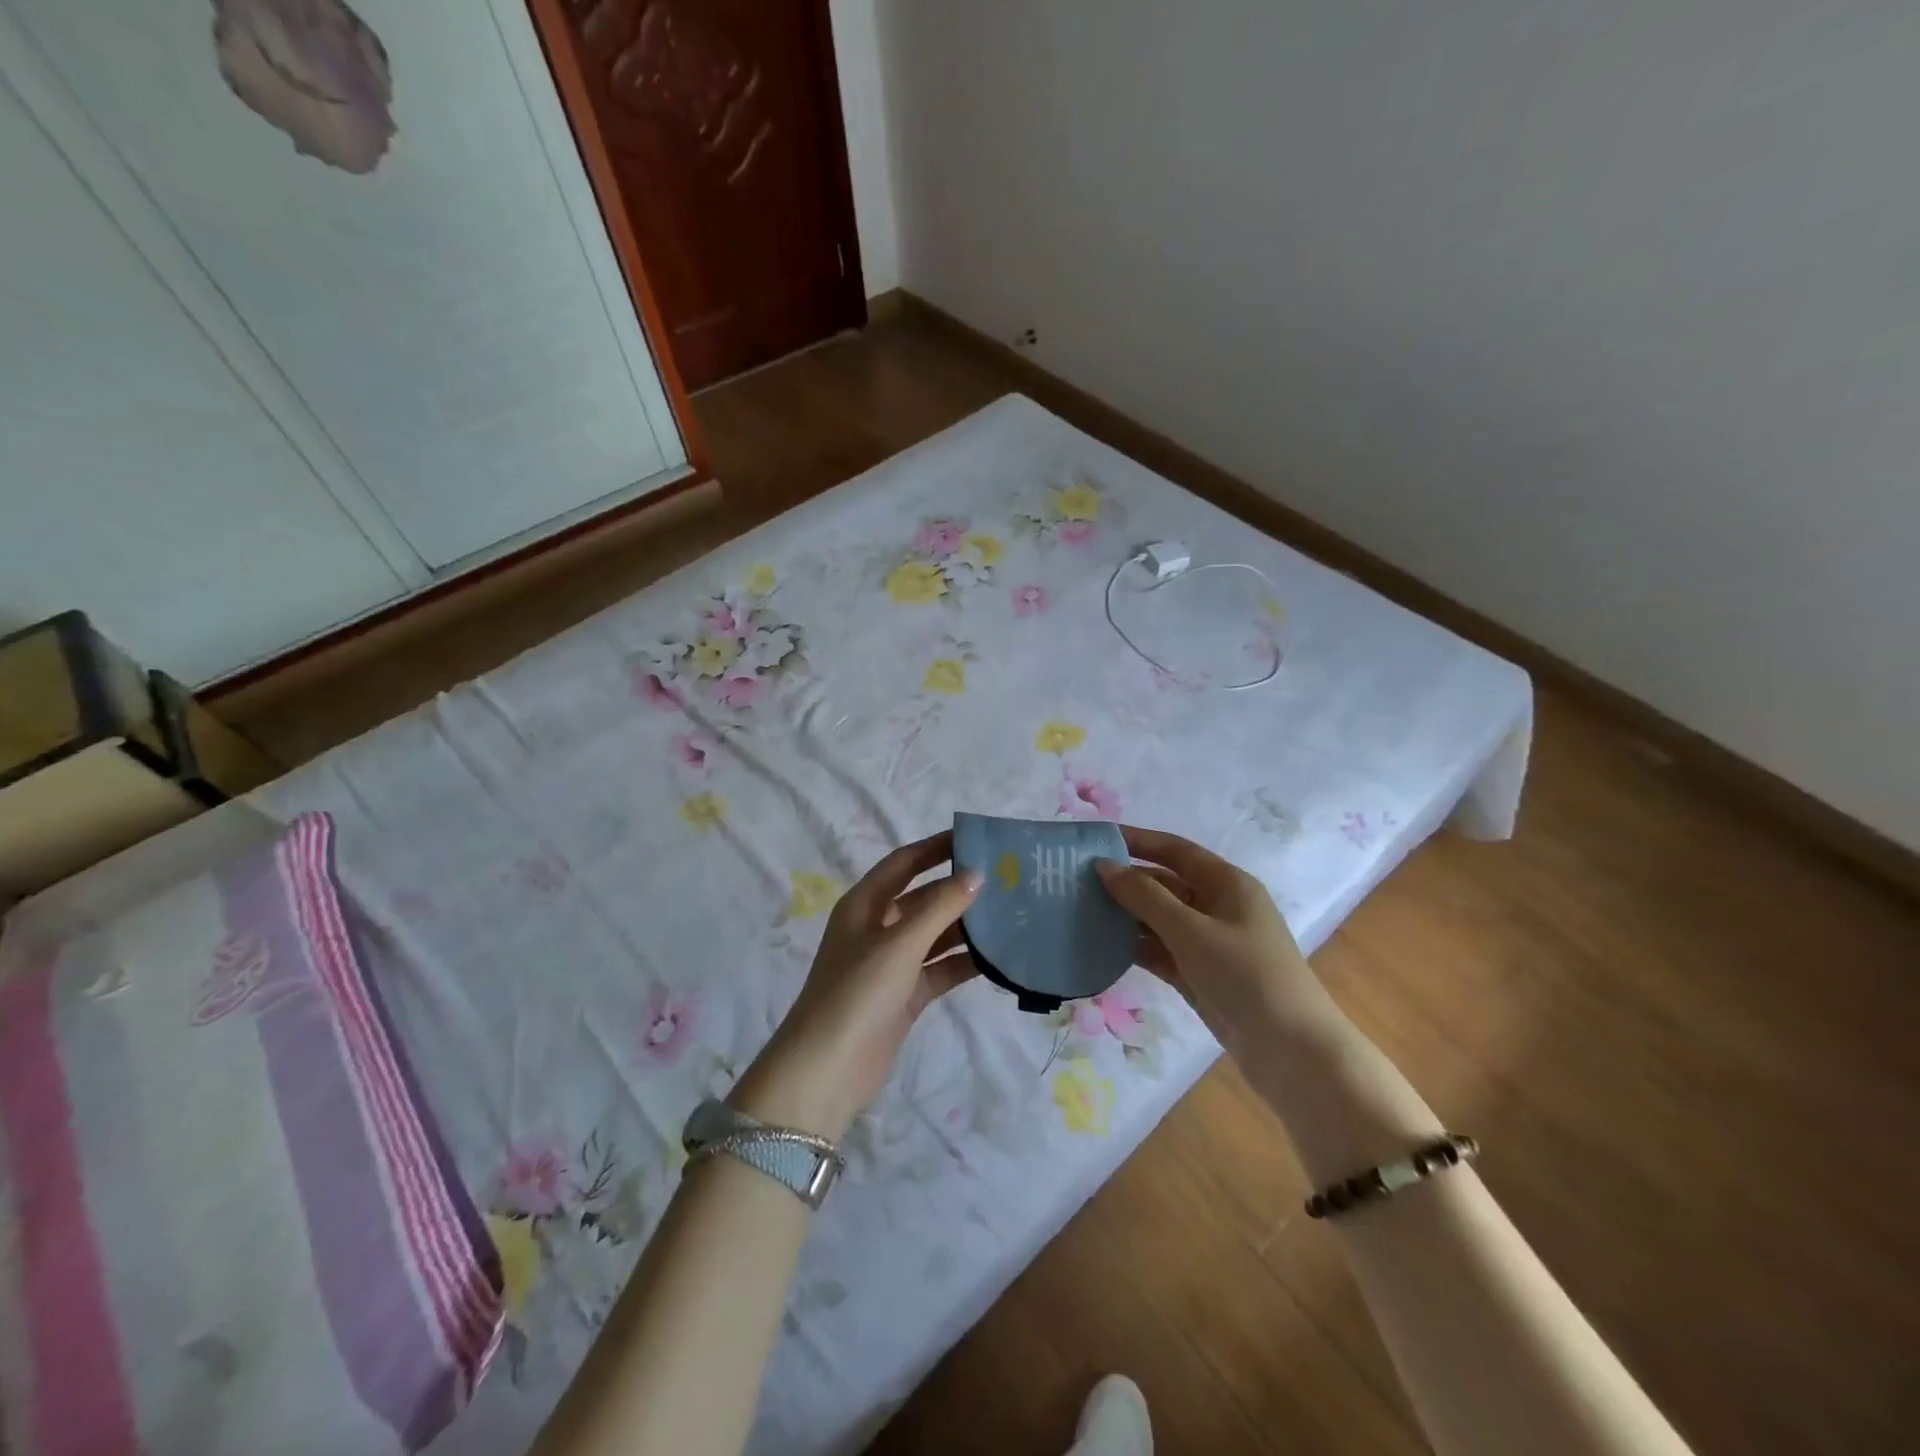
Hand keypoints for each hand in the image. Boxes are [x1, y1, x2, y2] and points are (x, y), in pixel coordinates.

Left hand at [729, 832, 982, 1142]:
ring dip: (967, 926)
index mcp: (865, 904)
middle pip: (923, 897)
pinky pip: (940, 968)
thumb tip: (976, 874)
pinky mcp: (905, 994)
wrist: (827, 1069)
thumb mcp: (900, 943)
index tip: (975, 838)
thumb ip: (940, 907)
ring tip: (1012, 913)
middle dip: (958, 887)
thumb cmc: (858, 992)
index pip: (904, 862)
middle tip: (1005, 877)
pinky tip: (998, 957)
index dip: (936, 847)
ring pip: (935, 934)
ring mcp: (891, 962)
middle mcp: (878, 927)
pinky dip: (964, 962)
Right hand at [1096, 825, 1335, 1056]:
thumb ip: (1145, 897)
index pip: (1175, 850)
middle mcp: (1218, 907)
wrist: (1292, 1052)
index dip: (1136, 841)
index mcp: (1227, 884)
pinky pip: (1160, 950)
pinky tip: (1100, 946)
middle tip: (1075, 879)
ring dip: (1125, 915)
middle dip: (1124, 881)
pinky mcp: (1200, 974)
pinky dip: (1134, 947)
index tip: (1095, 839)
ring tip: (1078, 910)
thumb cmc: (1246, 975)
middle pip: (1164, 884)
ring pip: (1158, 919)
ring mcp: (1209, 943)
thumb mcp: (1192, 931)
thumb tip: (1104, 867)